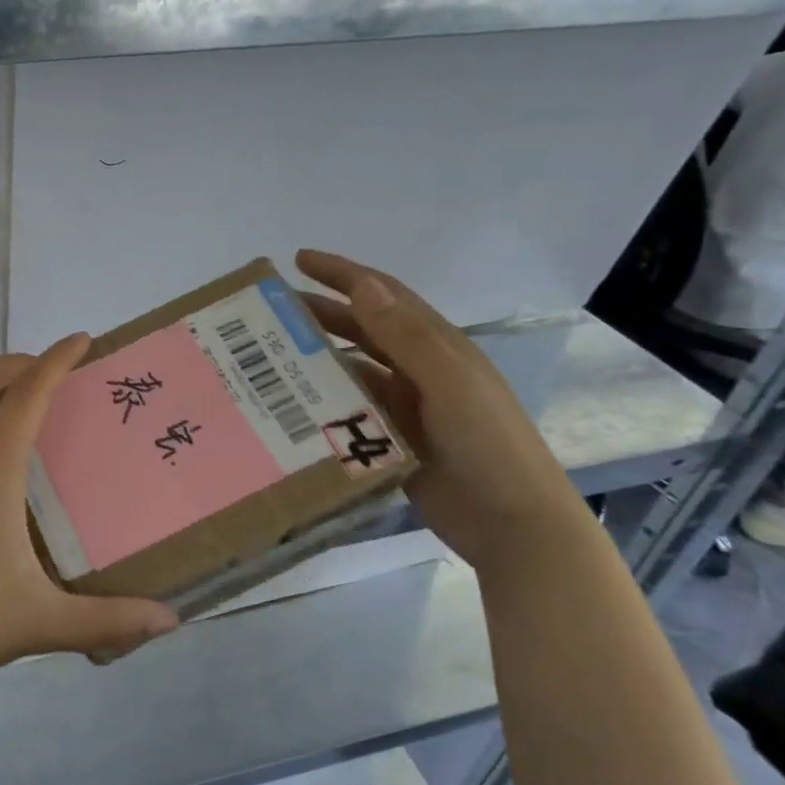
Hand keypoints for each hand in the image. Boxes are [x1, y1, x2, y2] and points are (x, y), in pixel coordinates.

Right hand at [296, 250, 593, 567]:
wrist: (513, 525)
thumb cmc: (487, 445)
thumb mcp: (449, 384)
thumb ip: (407, 337)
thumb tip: (364, 284)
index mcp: (438, 347)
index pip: (384, 295)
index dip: (344, 274)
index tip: (298, 260)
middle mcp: (420, 370)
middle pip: (364, 330)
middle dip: (321, 312)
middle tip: (271, 310)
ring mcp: (407, 406)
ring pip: (353, 369)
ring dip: (318, 356)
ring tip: (272, 353)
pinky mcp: (393, 441)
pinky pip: (351, 410)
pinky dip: (324, 401)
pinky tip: (293, 403)